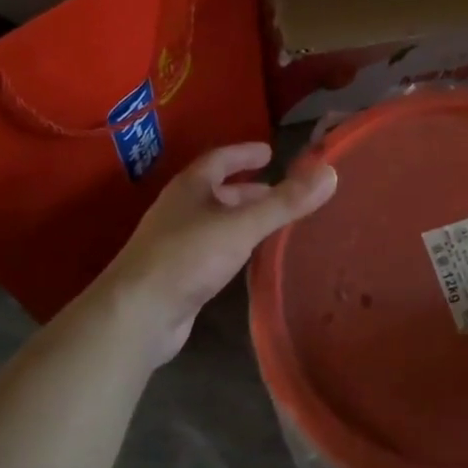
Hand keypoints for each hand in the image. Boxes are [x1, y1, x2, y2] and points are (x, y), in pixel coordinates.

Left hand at [93, 142, 336, 362]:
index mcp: (189, 189)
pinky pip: (213, 250)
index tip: (270, 151)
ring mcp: (176, 244)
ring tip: (274, 223)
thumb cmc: (187, 258)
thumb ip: (285, 202)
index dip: (244, 153)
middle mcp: (180, 211)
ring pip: (216, 222)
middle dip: (248, 189)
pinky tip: (251, 258)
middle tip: (281, 192)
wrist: (136, 316)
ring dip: (242, 218)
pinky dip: (235, 246)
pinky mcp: (179, 276)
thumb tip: (330, 173)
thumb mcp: (242, 225)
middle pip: (217, 192)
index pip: (219, 159)